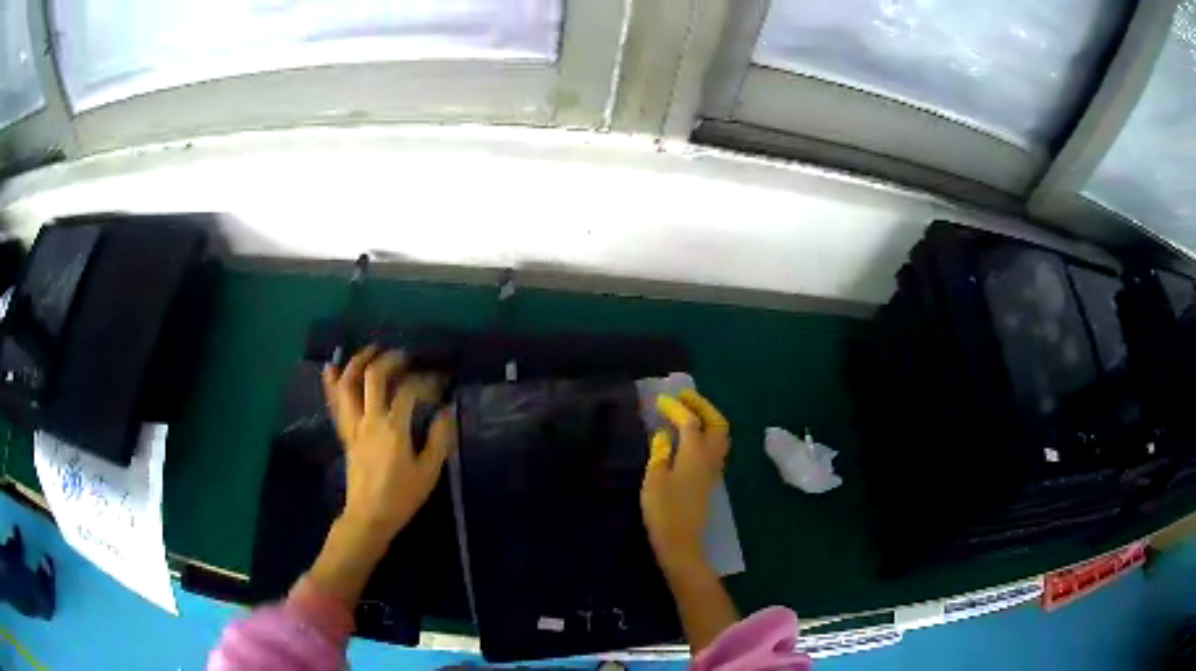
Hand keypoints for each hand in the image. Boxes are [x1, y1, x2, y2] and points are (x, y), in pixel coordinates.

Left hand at [321, 345, 453, 539]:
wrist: (370, 516)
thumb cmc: (402, 496)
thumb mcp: (429, 472)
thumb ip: (439, 439)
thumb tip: (445, 412)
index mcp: (393, 428)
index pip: (409, 391)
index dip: (426, 380)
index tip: (440, 380)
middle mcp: (370, 420)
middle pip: (374, 377)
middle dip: (390, 360)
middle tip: (405, 355)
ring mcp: (353, 426)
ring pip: (348, 385)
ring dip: (358, 362)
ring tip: (372, 351)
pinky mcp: (345, 434)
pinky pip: (336, 404)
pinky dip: (332, 383)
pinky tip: (332, 368)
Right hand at [640, 390, 729, 575]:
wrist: (680, 542)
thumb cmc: (663, 511)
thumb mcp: (654, 480)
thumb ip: (660, 453)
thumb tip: (664, 435)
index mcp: (695, 455)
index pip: (690, 422)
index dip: (676, 408)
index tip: (660, 400)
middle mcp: (710, 458)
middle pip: (716, 424)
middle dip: (702, 406)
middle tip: (684, 397)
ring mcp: (713, 470)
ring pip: (720, 435)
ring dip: (708, 418)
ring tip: (689, 412)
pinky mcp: (710, 480)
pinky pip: (716, 447)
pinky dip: (707, 433)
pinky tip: (691, 436)